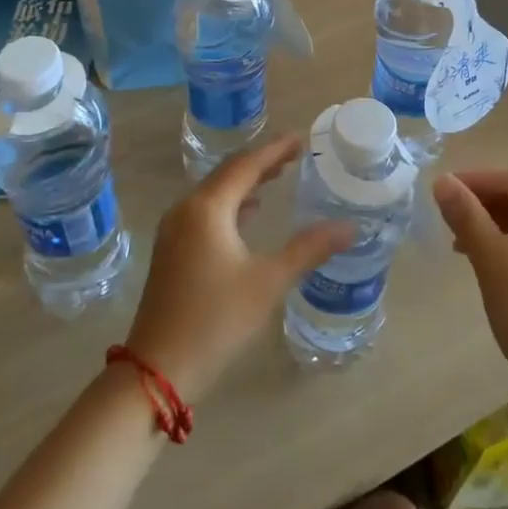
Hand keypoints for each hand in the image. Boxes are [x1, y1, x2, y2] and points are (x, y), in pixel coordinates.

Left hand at [124, 135, 353, 402]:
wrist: (157, 370)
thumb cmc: (215, 320)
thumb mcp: (268, 282)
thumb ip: (309, 249)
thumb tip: (350, 227)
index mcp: (207, 208)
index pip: (246, 165)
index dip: (276, 150)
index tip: (302, 138)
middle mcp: (186, 209)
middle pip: (228, 173)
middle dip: (261, 162)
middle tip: (295, 155)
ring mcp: (174, 231)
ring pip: (215, 193)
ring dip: (246, 182)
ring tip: (277, 176)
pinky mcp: (172, 251)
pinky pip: (206, 211)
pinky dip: (232, 204)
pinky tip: (250, 212)